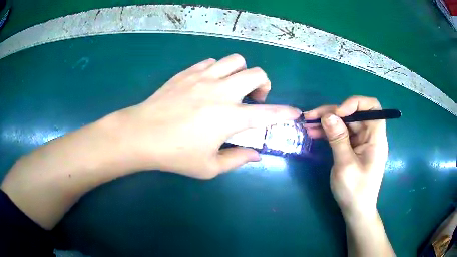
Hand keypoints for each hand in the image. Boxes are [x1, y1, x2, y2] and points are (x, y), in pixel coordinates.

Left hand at [110, 54, 300, 178]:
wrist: (142, 134)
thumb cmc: (175, 155)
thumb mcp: (209, 167)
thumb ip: (236, 159)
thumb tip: (256, 155)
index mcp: (230, 118)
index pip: (268, 114)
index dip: (285, 113)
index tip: (295, 113)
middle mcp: (221, 92)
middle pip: (256, 73)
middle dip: (263, 85)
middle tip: (253, 98)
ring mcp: (203, 78)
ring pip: (235, 60)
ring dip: (240, 72)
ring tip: (231, 87)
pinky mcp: (188, 72)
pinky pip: (211, 62)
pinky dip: (218, 70)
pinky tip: (209, 83)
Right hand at [303, 96, 387, 216]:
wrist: (355, 210)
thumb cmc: (355, 191)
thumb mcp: (345, 165)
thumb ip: (338, 138)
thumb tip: (327, 115)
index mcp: (375, 138)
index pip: (372, 107)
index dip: (355, 103)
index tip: (337, 113)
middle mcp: (370, 136)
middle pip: (353, 114)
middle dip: (332, 113)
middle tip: (311, 117)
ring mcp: (361, 142)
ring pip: (345, 123)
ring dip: (327, 122)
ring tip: (308, 124)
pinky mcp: (353, 148)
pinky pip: (341, 134)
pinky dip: (328, 132)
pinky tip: (314, 133)